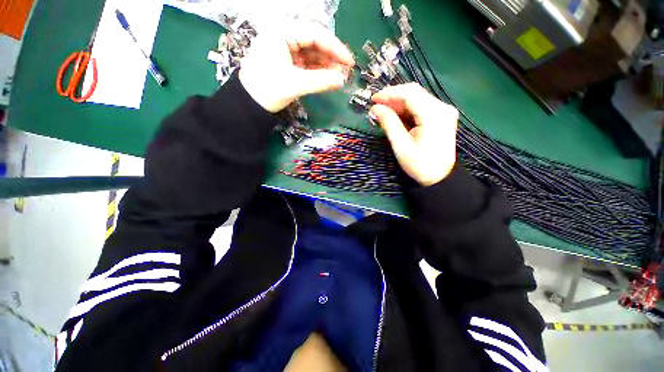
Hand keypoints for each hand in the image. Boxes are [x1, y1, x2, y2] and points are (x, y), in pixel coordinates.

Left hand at [239, 22, 354, 112]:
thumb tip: (342, 80)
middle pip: (314, 43)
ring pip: (311, 54)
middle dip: (331, 57)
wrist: (249, 104)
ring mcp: (285, 49)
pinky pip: (306, 63)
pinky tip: (328, 78)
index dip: (335, 48)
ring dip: (326, 65)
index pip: (315, 34)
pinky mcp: (286, 62)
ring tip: (339, 77)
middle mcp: (283, 36)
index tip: (349, 62)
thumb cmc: (268, 89)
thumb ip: (321, 81)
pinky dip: (317, 71)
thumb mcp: (296, 84)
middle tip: (346, 71)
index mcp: (282, 32)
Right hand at [370, 83, 458, 186]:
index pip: (410, 94)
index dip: (389, 94)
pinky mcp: (442, 116)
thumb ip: (389, 124)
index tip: (373, 99)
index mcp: (434, 115)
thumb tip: (376, 108)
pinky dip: (407, 109)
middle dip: (393, 97)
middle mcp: (442, 108)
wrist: (440, 177)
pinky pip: (421, 106)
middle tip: (377, 106)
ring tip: (384, 111)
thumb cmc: (420, 165)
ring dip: (399, 103)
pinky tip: (396, 115)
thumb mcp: (401, 146)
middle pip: (414, 93)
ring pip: (417, 98)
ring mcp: (444, 111)